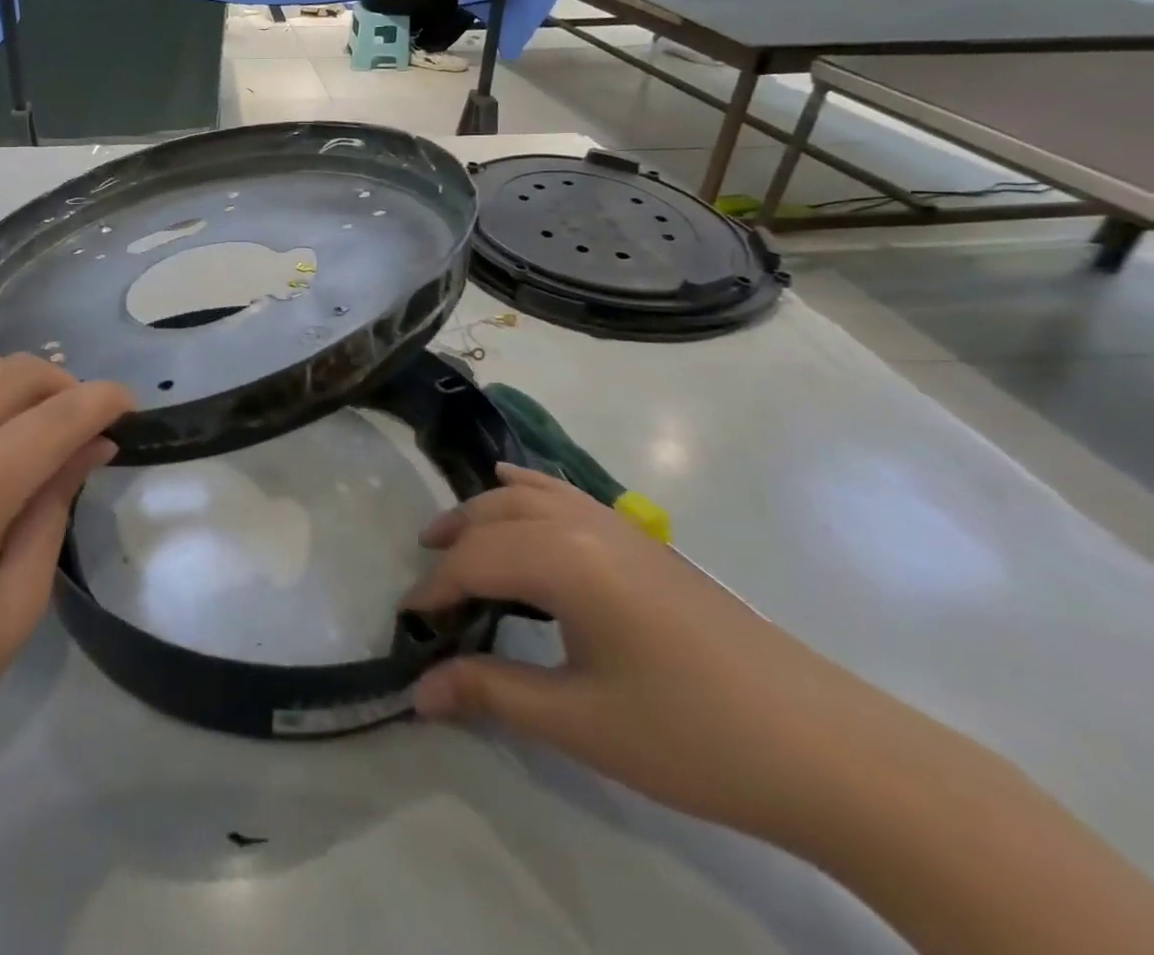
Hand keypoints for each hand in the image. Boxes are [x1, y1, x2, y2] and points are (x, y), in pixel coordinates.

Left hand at [0, 354, 134, 827]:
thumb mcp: (9, 612)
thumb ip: (54, 509)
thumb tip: (94, 444)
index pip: (57, 416)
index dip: (104, 403)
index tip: (130, 410)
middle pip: (14, 373)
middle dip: (64, 388)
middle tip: (82, 430)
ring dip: (14, 386)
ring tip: (29, 431)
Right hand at [407, 468, 951, 847]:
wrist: (827, 748)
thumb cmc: (691, 734)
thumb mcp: (580, 722)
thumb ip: (491, 693)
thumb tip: (417, 693)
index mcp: (563, 560)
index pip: (474, 561)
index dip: (434, 590)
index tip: (408, 624)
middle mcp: (583, 524)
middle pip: (494, 515)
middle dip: (451, 542)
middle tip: (427, 584)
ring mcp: (618, 526)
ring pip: (528, 495)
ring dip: (483, 512)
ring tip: (454, 539)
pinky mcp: (644, 541)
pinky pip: (566, 495)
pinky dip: (528, 489)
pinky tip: (517, 487)